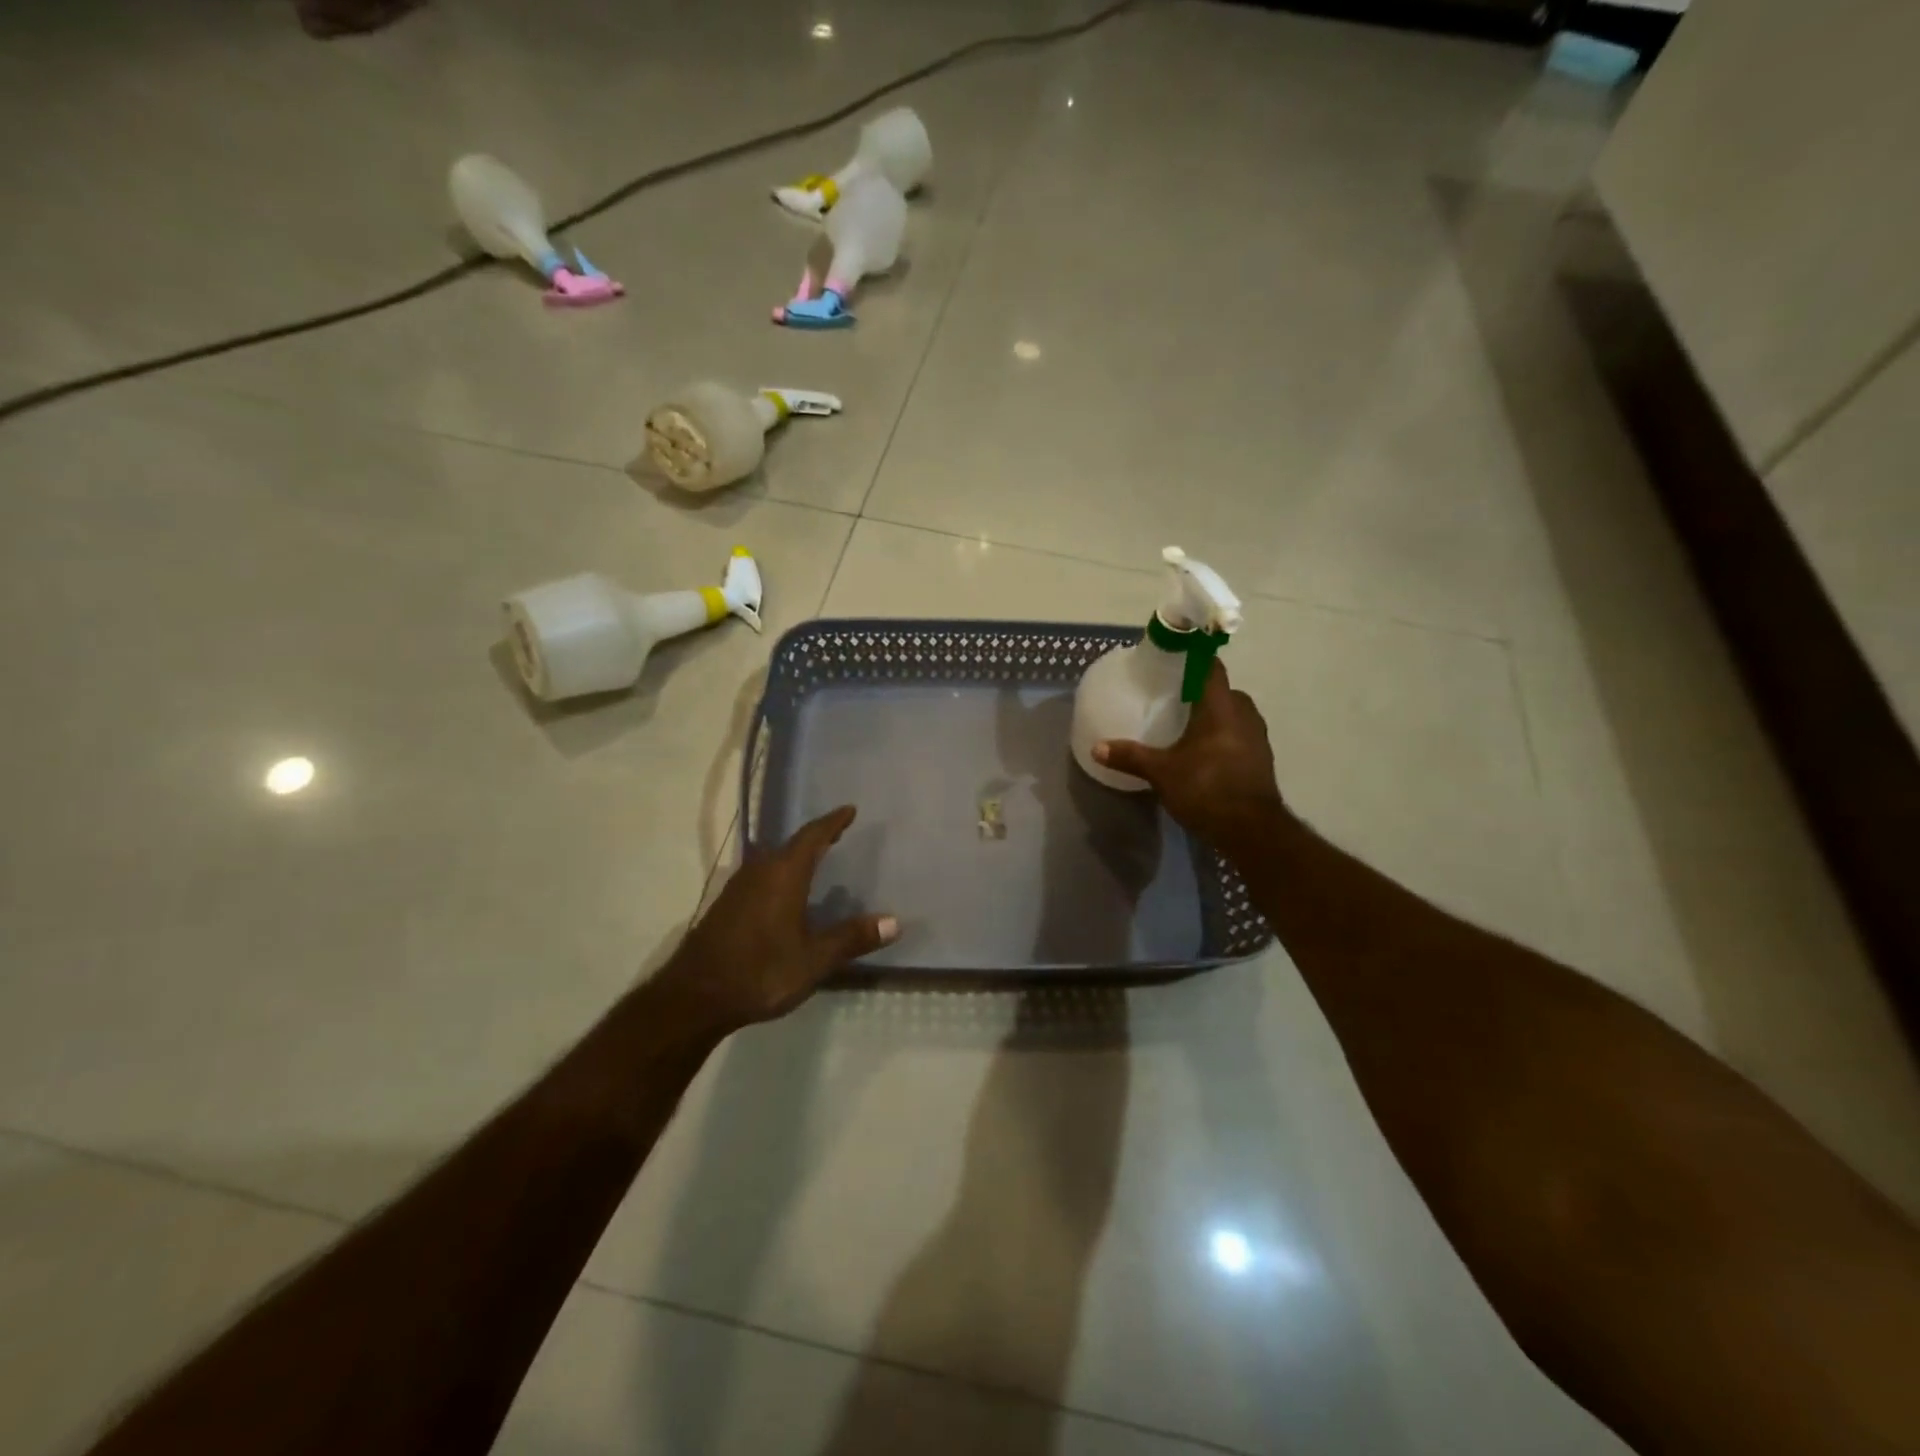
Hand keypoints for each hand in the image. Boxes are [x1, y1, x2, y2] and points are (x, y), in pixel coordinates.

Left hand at [653, 806, 896, 1033]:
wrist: (693, 998)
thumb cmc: (759, 972)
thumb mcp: (813, 960)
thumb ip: (852, 938)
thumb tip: (894, 922)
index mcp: (783, 875)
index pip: (812, 837)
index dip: (832, 822)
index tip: (849, 810)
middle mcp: (759, 872)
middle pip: (791, 845)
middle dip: (816, 838)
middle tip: (838, 834)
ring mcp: (737, 888)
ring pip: (772, 860)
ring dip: (795, 856)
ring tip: (815, 860)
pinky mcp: (725, 907)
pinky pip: (760, 877)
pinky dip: (779, 874)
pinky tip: (785, 893)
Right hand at [1094, 662, 1285, 849]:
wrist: (1251, 830)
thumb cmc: (1206, 788)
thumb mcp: (1162, 772)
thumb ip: (1130, 756)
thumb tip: (1096, 747)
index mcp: (1221, 707)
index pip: (1212, 668)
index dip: (1195, 660)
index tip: (1174, 660)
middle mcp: (1244, 715)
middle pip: (1223, 692)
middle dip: (1201, 692)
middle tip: (1173, 698)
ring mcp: (1257, 739)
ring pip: (1234, 715)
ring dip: (1214, 717)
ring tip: (1186, 725)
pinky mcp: (1261, 761)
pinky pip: (1239, 737)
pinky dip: (1223, 738)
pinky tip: (1203, 752)